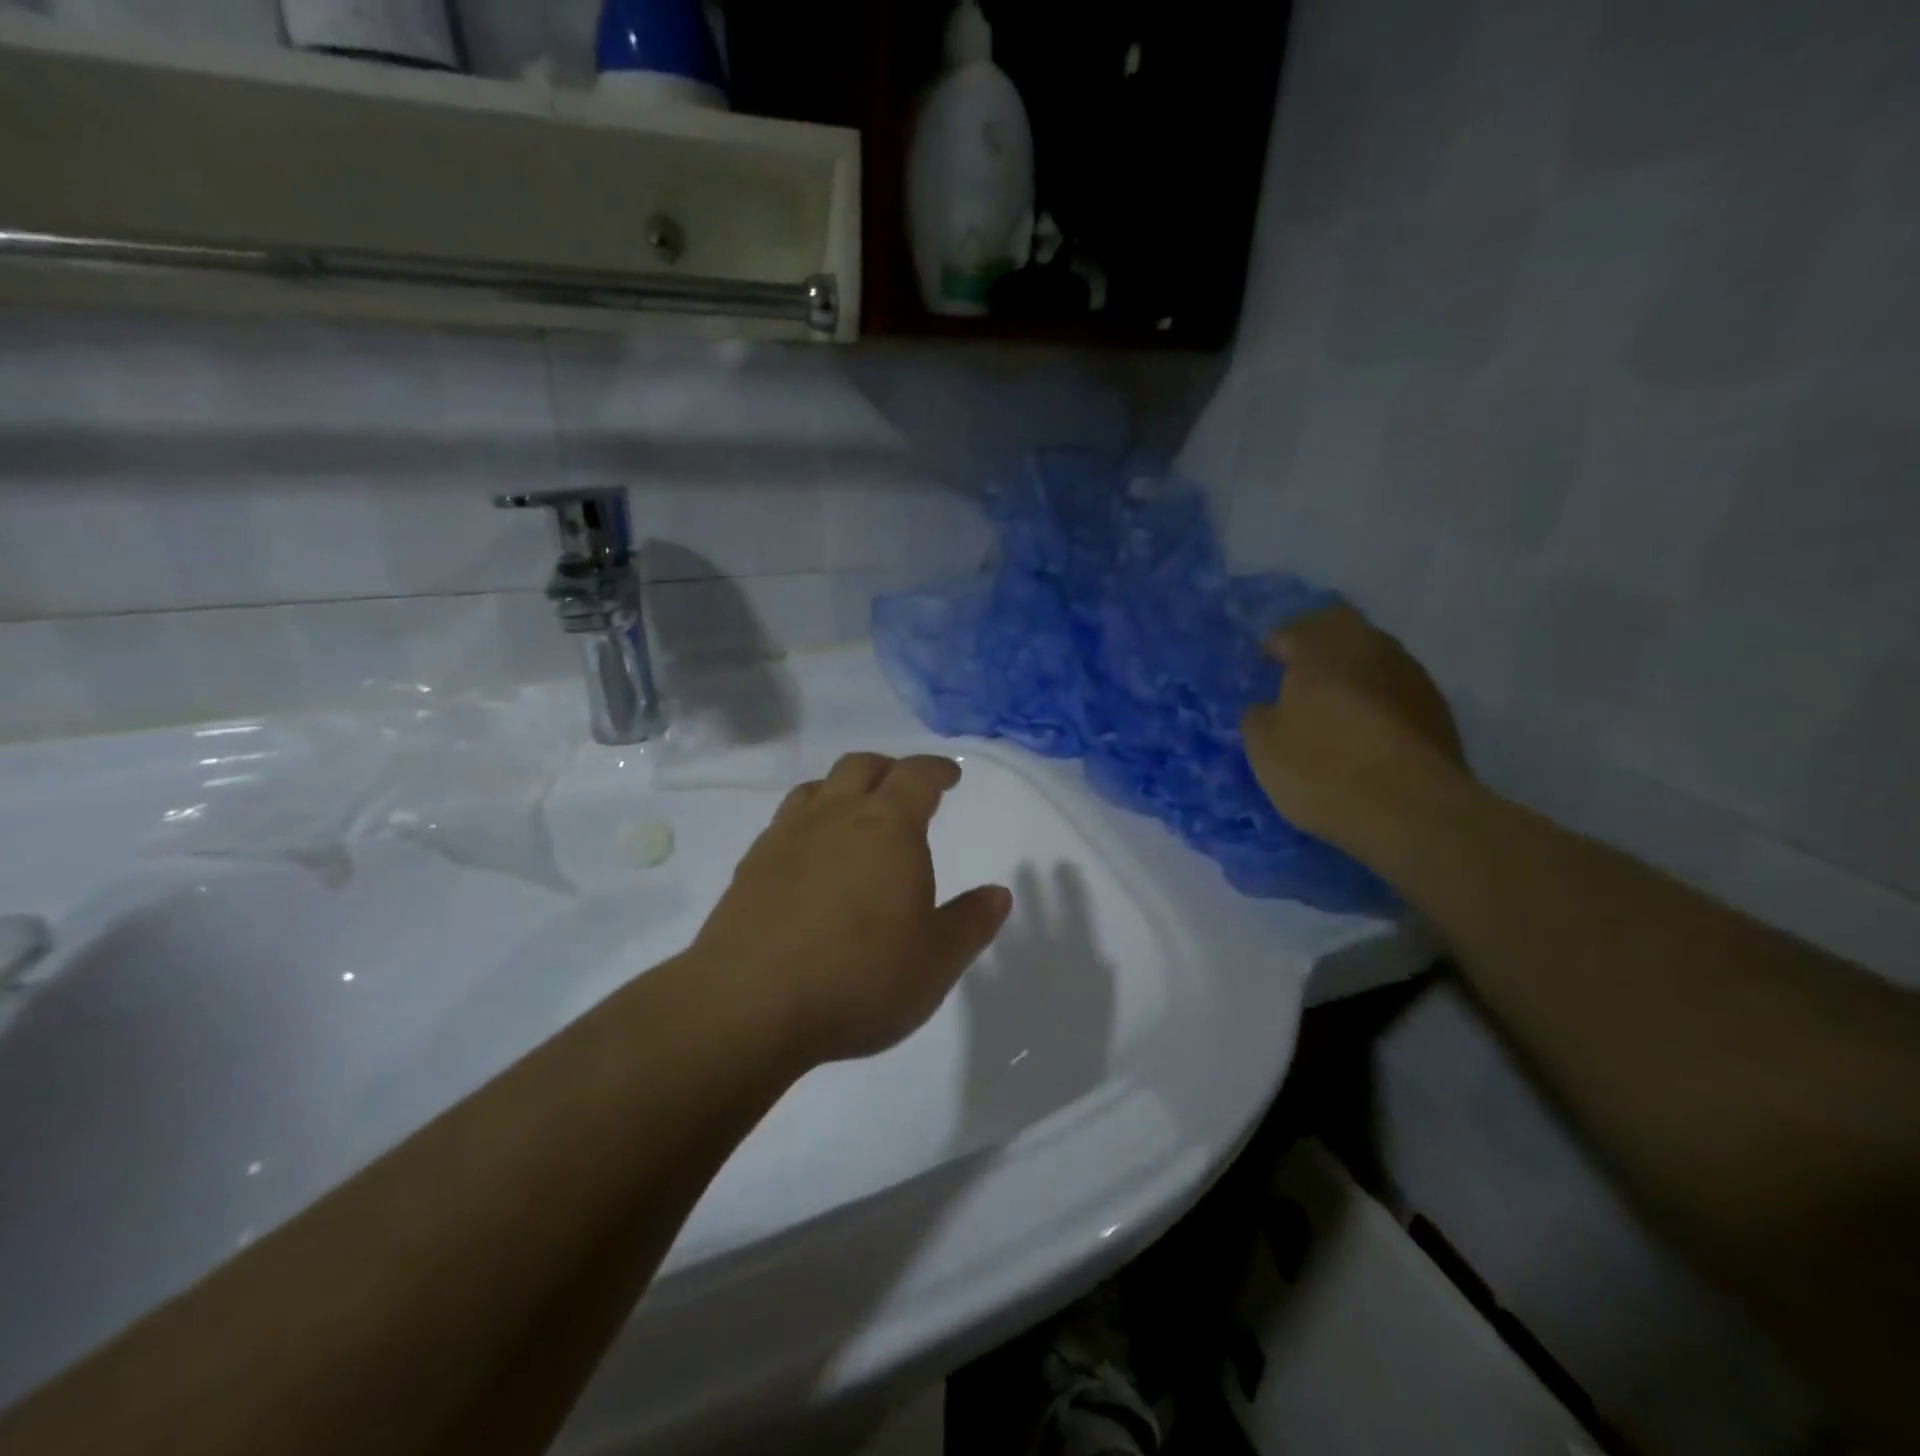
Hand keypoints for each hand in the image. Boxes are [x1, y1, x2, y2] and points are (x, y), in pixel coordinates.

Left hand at [690, 753, 1012, 1066]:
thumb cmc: (860, 977)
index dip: (936, 770)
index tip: (949, 776)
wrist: (749, 1004)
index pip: (916, 775)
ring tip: (855, 815)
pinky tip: (811, 857)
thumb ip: (972, 922)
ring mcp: (787, 837)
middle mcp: (835, 816)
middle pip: (862, 765)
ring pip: (817, 787)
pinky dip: (808, 822)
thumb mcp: (936, 960)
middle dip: (889, 769)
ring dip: (843, 789)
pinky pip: (786, 822)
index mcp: (888, 827)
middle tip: (905, 790)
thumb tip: (999, 893)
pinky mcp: (751, 865)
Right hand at [1240, 605, 1467, 849]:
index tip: (1263, 668)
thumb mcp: (1263, 746)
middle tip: (1297, 674)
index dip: (1273, 647)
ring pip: (1373, 657)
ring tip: (1332, 704)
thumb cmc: (1322, 766)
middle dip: (1318, 646)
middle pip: (1341, 629)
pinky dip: (1375, 699)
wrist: (1412, 809)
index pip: (1291, 631)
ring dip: (1351, 672)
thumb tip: (1268, 708)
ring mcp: (1411, 676)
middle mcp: (1371, 648)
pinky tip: (1364, 729)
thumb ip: (1258, 717)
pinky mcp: (1438, 710)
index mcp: (1322, 648)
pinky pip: (1394, 689)